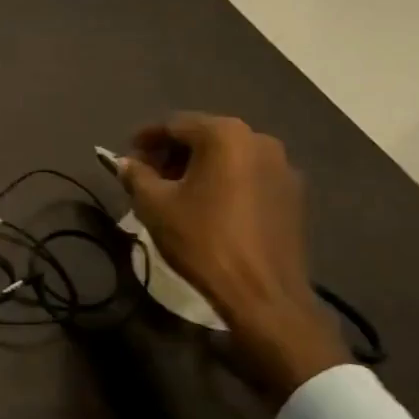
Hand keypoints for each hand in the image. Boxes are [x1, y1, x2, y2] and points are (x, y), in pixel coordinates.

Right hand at [118, 113, 347, 406]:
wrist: (262, 293)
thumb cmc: (202, 240)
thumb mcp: (154, 206)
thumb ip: (136, 175)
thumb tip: (126, 162)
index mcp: (225, 135)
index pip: (174, 124)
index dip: (145, 138)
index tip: (127, 155)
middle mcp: (259, 140)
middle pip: (204, 137)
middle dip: (172, 153)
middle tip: (147, 175)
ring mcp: (282, 166)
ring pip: (228, 157)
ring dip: (199, 168)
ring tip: (176, 192)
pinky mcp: (293, 194)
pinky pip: (248, 176)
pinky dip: (224, 182)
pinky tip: (208, 206)